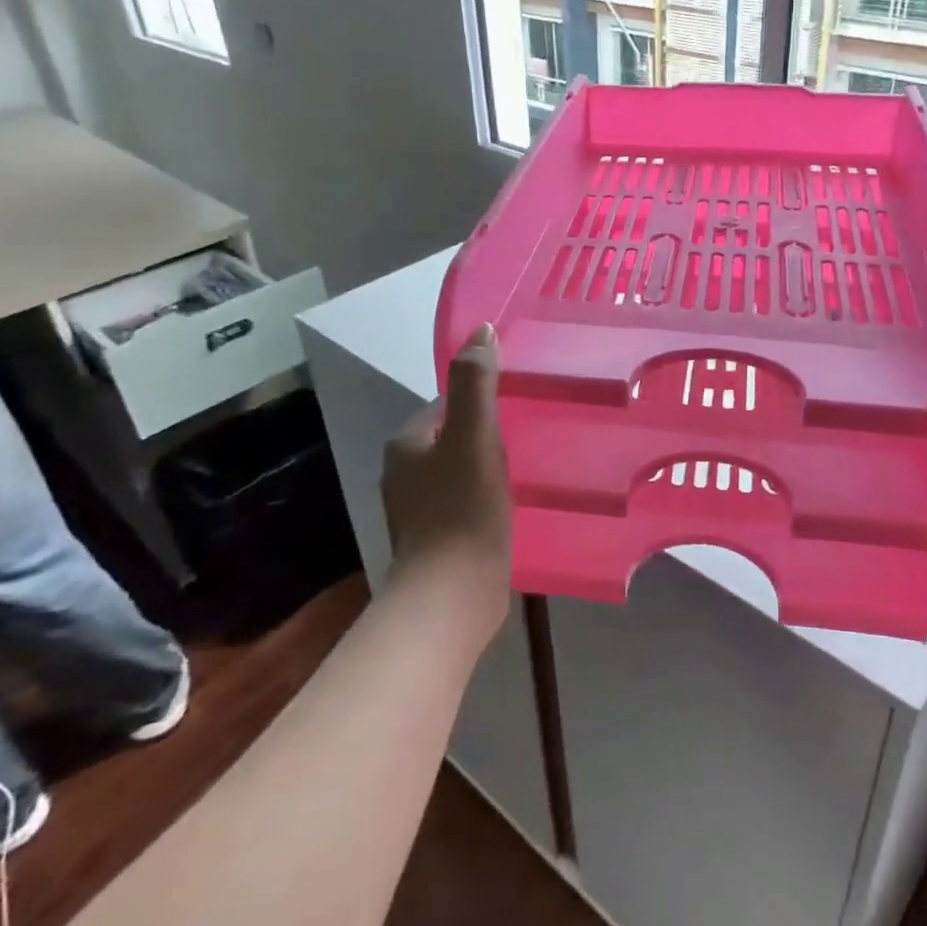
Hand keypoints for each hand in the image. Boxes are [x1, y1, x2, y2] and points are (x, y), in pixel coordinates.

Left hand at [380, 324, 513, 638]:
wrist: (452, 595)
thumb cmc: (463, 509)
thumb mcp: (474, 436)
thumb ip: (476, 383)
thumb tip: (481, 330)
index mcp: (406, 445)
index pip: (443, 407)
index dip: (477, 403)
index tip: (512, 409)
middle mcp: (402, 476)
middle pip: (450, 440)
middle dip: (483, 437)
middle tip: (524, 439)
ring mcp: (415, 513)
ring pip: (456, 474)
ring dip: (484, 470)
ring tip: (522, 472)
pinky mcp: (433, 543)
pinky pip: (462, 506)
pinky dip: (482, 501)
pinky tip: (508, 509)